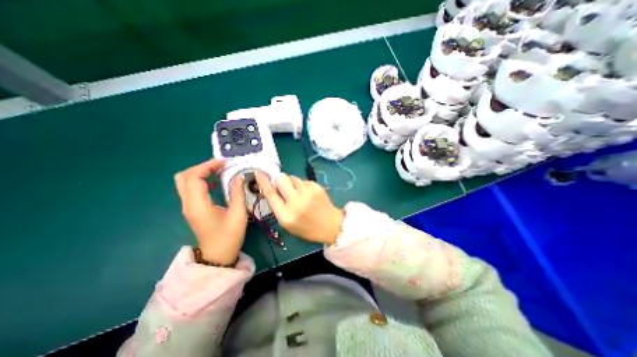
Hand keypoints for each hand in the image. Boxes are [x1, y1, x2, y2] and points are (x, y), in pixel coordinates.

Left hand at [174, 159, 246, 264]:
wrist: (217, 256)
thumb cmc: (229, 236)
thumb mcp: (238, 214)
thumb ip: (237, 193)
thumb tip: (239, 177)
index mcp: (198, 205)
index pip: (194, 177)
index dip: (207, 166)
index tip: (224, 163)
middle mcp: (188, 204)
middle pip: (183, 177)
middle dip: (201, 167)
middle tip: (220, 166)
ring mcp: (188, 207)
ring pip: (184, 182)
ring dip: (199, 173)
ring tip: (218, 171)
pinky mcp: (192, 209)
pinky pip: (190, 189)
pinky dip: (200, 180)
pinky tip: (214, 182)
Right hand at [256, 172, 342, 245]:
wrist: (331, 225)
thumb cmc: (307, 228)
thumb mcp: (287, 223)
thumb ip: (278, 207)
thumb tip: (272, 189)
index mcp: (285, 215)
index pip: (270, 194)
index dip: (263, 182)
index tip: (259, 173)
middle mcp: (295, 201)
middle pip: (281, 178)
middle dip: (279, 180)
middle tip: (284, 186)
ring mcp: (307, 192)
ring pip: (293, 177)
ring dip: (292, 183)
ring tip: (299, 193)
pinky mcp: (316, 186)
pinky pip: (303, 180)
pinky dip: (302, 185)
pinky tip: (308, 194)